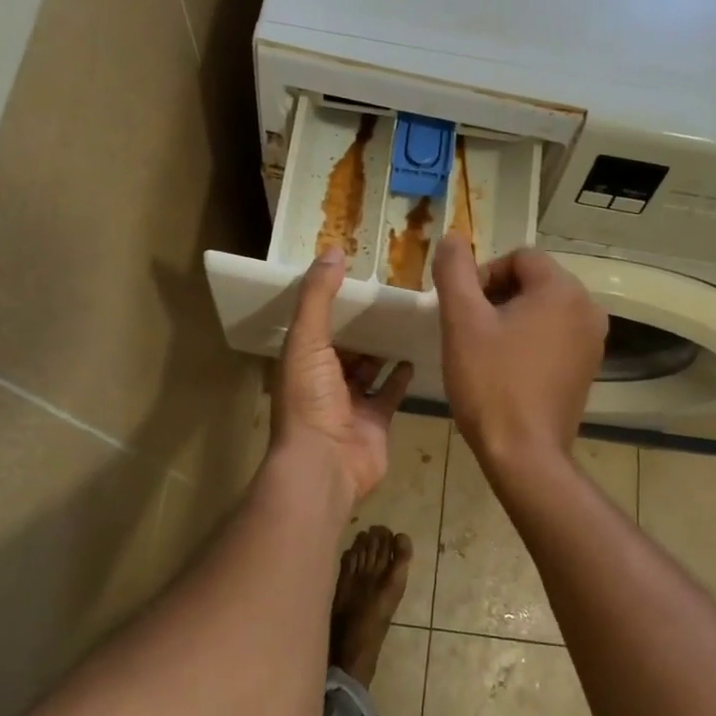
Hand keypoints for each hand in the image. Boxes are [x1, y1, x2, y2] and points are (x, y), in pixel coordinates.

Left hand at [273, 248, 413, 500]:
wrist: (325, 465)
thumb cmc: (311, 400)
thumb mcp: (308, 340)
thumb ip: (318, 296)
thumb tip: (332, 251)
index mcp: (301, 361)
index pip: (315, 324)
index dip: (331, 301)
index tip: (355, 274)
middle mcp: (323, 381)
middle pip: (344, 346)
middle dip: (362, 324)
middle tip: (389, 293)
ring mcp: (350, 404)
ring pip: (368, 368)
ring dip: (382, 348)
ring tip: (405, 317)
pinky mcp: (375, 421)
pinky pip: (389, 392)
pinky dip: (400, 375)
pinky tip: (414, 353)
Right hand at [431, 234, 606, 468]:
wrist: (524, 454)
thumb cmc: (490, 382)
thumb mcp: (462, 320)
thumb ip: (455, 271)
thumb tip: (453, 237)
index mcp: (563, 290)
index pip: (519, 258)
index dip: (484, 276)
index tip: (464, 309)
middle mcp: (588, 308)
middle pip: (534, 281)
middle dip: (498, 297)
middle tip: (470, 330)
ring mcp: (593, 341)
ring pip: (544, 309)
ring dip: (512, 319)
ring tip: (485, 350)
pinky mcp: (588, 368)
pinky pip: (555, 336)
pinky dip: (530, 341)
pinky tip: (507, 369)